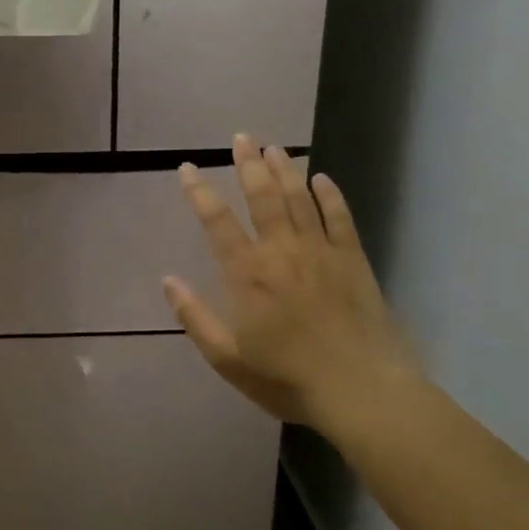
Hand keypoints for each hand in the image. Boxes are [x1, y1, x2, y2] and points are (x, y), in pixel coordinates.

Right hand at [163, 135, 421, 438]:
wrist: (360, 392)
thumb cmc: (287, 378)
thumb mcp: (227, 358)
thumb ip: (195, 317)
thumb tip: (168, 280)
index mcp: (248, 274)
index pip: (217, 222)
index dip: (200, 192)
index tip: (187, 168)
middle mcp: (282, 252)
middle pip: (263, 197)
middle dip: (248, 164)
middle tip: (241, 138)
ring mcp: (321, 252)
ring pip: (299, 199)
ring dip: (284, 170)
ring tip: (273, 147)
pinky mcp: (353, 261)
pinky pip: (340, 218)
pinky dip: (330, 196)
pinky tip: (322, 178)